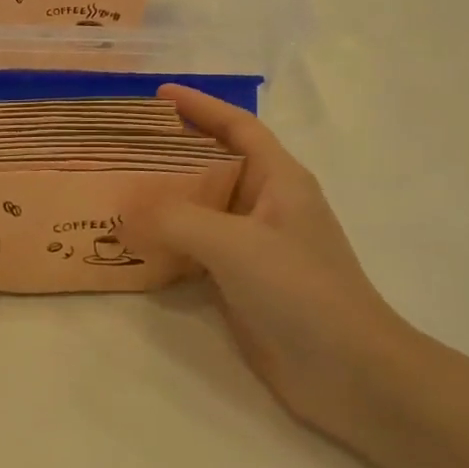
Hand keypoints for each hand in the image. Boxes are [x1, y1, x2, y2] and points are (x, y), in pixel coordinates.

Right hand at [136, 85, 391, 431]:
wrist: (349, 372)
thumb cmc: (301, 289)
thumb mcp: (235, 243)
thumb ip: (176, 219)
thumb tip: (125, 210)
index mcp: (279, 179)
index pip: (237, 126)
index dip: (201, 105)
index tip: (157, 94)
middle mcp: (267, 205)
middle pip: (214, 163)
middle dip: (172, 151)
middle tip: (123, 146)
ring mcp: (255, 245)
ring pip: (202, 208)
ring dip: (165, 198)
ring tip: (119, 189)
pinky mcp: (243, 281)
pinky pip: (198, 248)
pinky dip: (168, 241)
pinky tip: (135, 244)